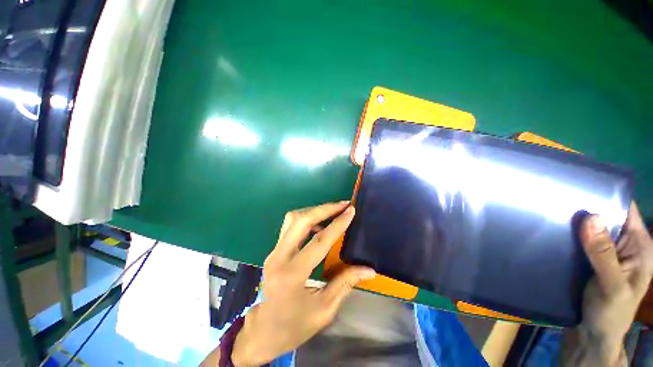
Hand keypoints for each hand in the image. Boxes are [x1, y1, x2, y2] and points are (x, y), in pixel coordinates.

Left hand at [231, 201, 375, 365]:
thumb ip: (345, 283)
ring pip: (293, 218)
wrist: (262, 331)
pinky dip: (306, 219)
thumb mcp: (324, 310)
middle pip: (301, 220)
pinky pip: (290, 225)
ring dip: (314, 211)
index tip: (351, 210)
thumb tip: (369, 270)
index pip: (319, 241)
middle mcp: (279, 257)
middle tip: (343, 205)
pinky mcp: (274, 250)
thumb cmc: (293, 326)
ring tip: (333, 212)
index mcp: (292, 275)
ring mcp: (273, 251)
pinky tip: (319, 225)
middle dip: (324, 209)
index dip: (338, 224)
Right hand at [561, 203, 652, 365]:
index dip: (605, 197)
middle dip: (585, 210)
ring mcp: (606, 253)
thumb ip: (604, 254)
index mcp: (639, 245)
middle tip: (556, 201)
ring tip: (549, 214)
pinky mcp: (590, 260)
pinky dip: (568, 236)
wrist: (593, 336)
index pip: (625, 210)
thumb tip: (591, 217)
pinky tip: (553, 233)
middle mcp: (624, 244)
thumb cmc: (610, 313)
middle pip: (606, 217)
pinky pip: (579, 241)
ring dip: (574, 223)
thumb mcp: (612, 287)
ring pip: (590, 229)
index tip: (577, 187)